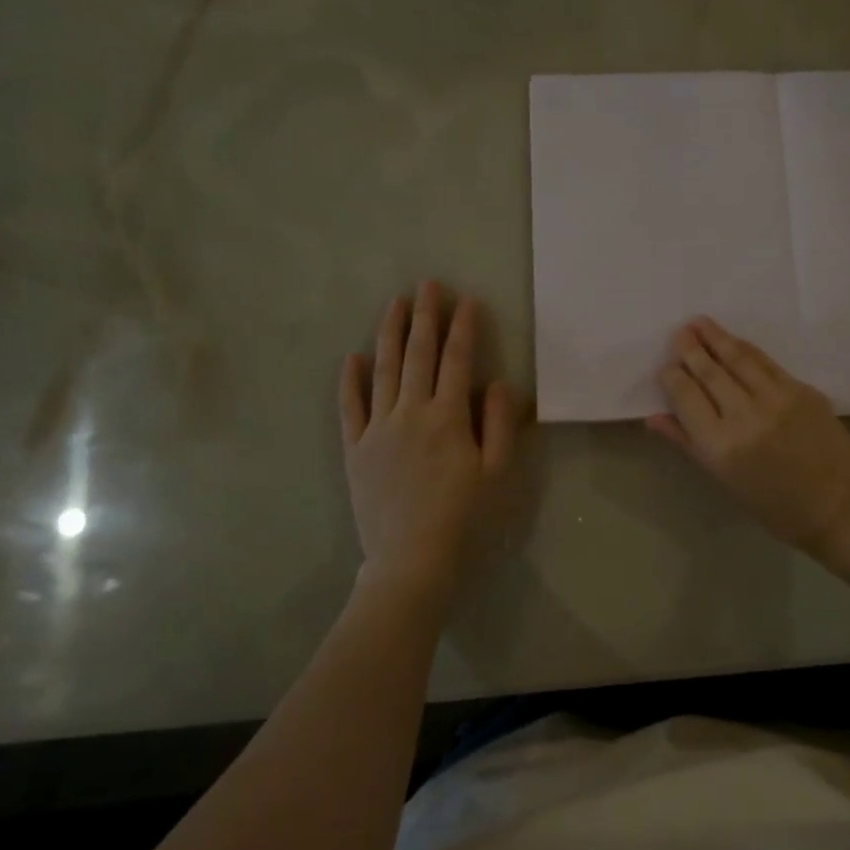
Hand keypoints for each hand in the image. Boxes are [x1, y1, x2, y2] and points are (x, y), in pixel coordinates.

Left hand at [340, 282, 518, 610]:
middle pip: (418, 354)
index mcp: (448, 417)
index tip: (466, 299)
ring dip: (389, 333)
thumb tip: (497, 382)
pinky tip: (352, 357)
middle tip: (427, 284)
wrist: (411, 565)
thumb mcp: (498, 474)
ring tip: (395, 303)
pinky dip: (350, 380)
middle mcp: (410, 413)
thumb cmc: (465, 522)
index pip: (457, 360)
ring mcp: (377, 430)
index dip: (463, 327)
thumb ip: (499, 423)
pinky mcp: (354, 451)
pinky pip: (349, 407)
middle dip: (425, 316)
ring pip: (383, 370)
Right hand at [648, 318, 849, 558]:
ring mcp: (776, 398)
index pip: (685, 396)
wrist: (841, 505)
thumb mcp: (725, 481)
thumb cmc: (775, 506)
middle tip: (678, 333)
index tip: (665, 367)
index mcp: (720, 445)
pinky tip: (733, 341)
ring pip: (737, 358)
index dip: (671, 376)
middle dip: (690, 349)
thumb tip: (654, 417)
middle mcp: (744, 415)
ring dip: (715, 337)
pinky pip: (765, 362)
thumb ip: (688, 443)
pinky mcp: (801, 389)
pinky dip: (746, 349)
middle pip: (709, 372)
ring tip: (698, 323)